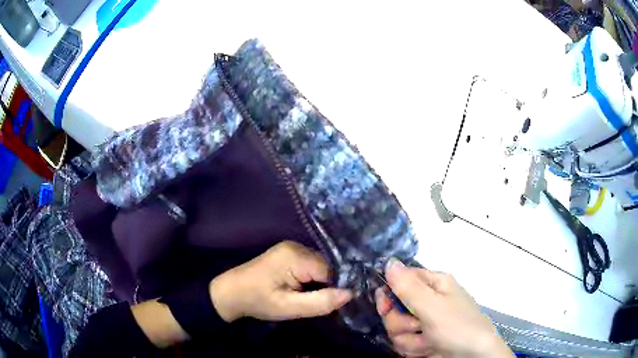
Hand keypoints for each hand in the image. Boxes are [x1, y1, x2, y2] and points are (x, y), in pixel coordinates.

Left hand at [209, 241, 352, 321]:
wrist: (231, 293)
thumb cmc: (258, 301)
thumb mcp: (289, 308)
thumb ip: (320, 302)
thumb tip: (350, 294)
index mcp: (295, 256)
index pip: (330, 271)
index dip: (334, 288)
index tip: (331, 304)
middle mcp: (296, 246)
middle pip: (326, 266)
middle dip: (326, 285)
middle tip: (319, 304)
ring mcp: (291, 248)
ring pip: (319, 266)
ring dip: (319, 283)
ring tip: (309, 298)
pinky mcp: (288, 254)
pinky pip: (310, 265)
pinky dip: (311, 279)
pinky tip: (303, 291)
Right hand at [376, 259, 512, 357]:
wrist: (472, 356)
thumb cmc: (457, 326)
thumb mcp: (433, 305)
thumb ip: (408, 287)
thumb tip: (389, 261)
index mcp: (433, 285)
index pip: (400, 280)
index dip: (389, 293)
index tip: (385, 306)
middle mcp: (427, 302)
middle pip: (393, 309)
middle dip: (401, 323)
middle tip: (418, 327)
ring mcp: (423, 324)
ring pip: (396, 329)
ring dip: (410, 340)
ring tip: (429, 342)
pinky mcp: (420, 341)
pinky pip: (402, 344)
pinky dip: (413, 349)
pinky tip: (428, 350)